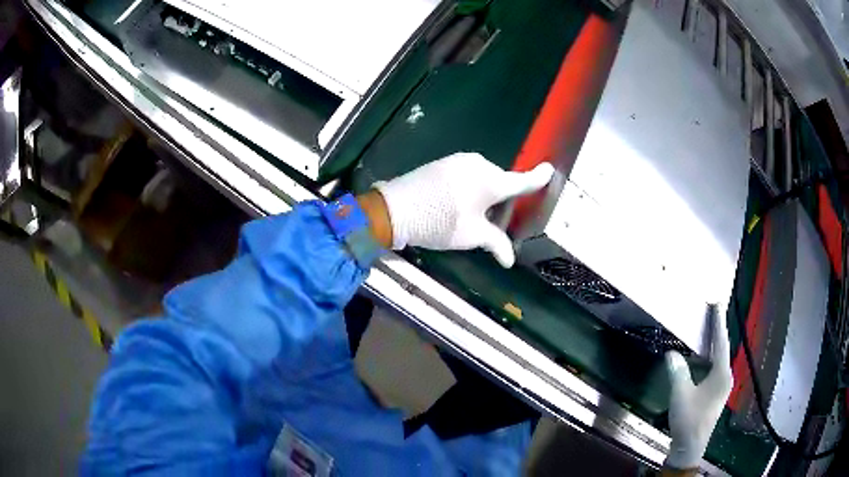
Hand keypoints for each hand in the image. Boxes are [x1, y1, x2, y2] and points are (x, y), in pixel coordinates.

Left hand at [374, 152, 554, 267]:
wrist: (395, 208)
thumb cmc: (440, 222)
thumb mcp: (471, 236)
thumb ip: (496, 243)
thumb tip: (510, 260)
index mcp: (491, 180)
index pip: (521, 181)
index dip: (537, 178)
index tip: (550, 170)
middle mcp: (479, 165)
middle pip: (501, 182)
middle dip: (501, 199)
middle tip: (491, 221)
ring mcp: (460, 161)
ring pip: (483, 178)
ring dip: (484, 193)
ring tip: (469, 214)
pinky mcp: (444, 162)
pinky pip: (467, 174)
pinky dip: (470, 187)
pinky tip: (456, 202)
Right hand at [663, 311, 733, 470]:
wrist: (690, 447)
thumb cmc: (688, 419)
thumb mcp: (681, 394)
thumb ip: (678, 371)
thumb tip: (672, 353)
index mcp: (721, 374)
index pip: (721, 343)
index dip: (718, 323)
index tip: (717, 304)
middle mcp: (726, 377)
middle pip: (722, 349)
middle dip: (716, 332)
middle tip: (710, 313)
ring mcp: (722, 387)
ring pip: (718, 360)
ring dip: (712, 346)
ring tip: (706, 331)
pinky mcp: (716, 394)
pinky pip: (714, 369)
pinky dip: (709, 359)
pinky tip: (701, 358)